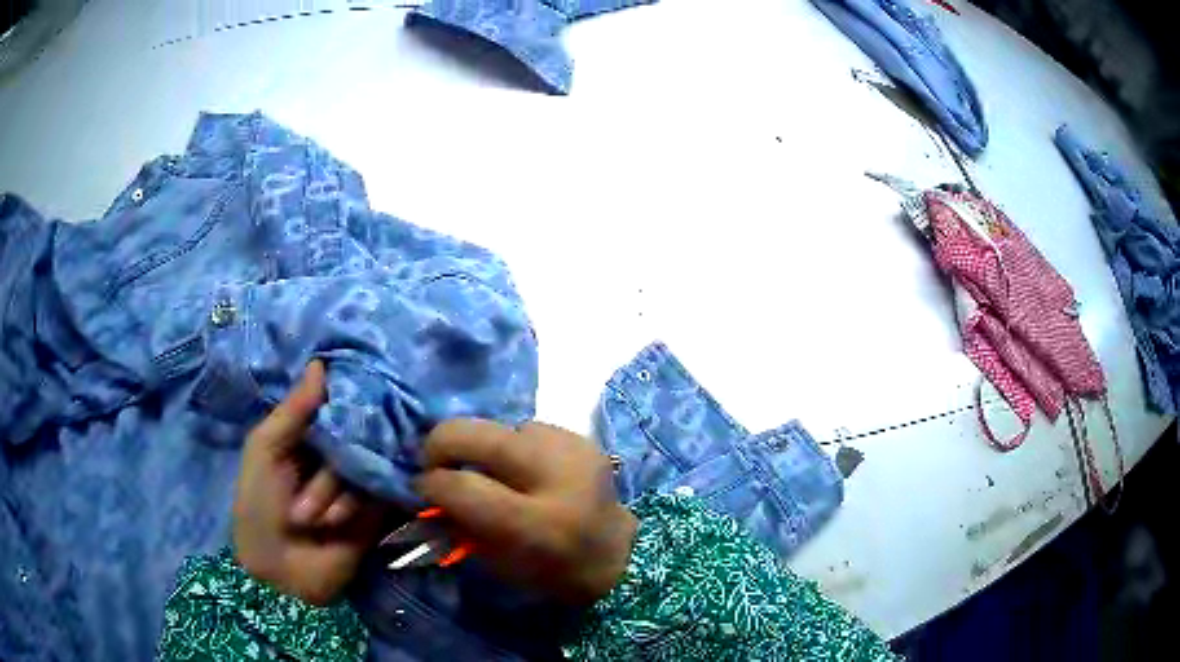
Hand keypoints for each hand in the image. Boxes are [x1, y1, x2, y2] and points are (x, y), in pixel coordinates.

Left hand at [232, 361, 384, 605]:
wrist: (280, 571)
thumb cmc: (259, 505)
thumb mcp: (264, 450)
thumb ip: (292, 410)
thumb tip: (321, 362)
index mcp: (305, 435)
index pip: (333, 404)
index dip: (340, 401)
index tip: (349, 394)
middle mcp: (334, 453)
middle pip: (352, 436)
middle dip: (326, 468)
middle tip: (303, 498)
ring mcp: (356, 481)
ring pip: (364, 465)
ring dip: (335, 494)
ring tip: (312, 521)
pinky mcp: (375, 509)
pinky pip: (378, 492)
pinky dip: (356, 507)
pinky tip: (337, 523)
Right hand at [415, 419, 638, 604]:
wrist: (619, 554)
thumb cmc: (554, 573)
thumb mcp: (499, 565)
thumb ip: (459, 526)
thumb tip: (426, 492)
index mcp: (536, 525)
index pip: (462, 486)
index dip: (430, 483)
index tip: (422, 488)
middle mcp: (556, 476)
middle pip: (475, 434)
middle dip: (441, 444)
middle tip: (435, 463)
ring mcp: (572, 449)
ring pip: (499, 428)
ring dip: (483, 448)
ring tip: (489, 473)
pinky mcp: (581, 437)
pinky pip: (526, 429)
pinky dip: (512, 447)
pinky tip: (522, 470)